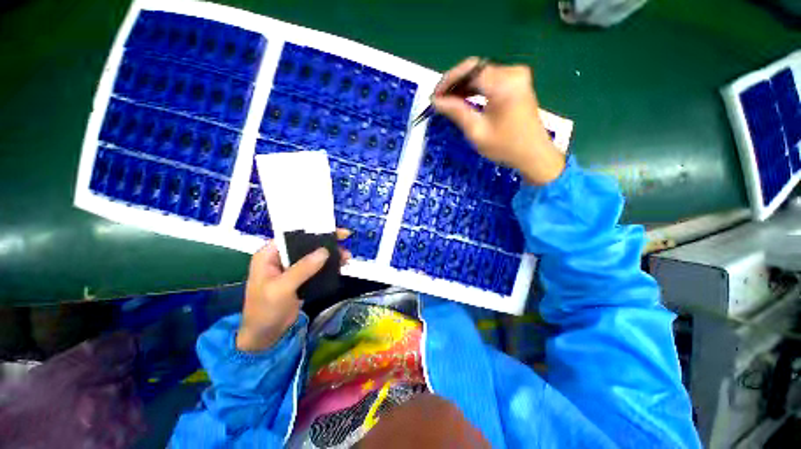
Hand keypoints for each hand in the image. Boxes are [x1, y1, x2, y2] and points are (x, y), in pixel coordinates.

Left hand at [236, 232, 349, 351]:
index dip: (314, 230)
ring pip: (314, 256)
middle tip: (346, 241)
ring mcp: (291, 269)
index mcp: (269, 255)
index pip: (293, 236)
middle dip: (327, 243)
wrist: (264, 337)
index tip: (335, 230)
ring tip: (347, 257)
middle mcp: (281, 258)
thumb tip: (325, 251)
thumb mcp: (281, 288)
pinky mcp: (300, 279)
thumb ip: (302, 269)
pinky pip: (317, 268)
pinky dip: (329, 266)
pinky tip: (340, 266)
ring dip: (330, 255)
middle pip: (306, 244)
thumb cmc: (265, 310)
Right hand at [432, 57, 565, 184]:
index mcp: (504, 83)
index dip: (448, 81)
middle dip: (454, 83)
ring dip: (462, 85)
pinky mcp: (516, 82)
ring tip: (447, 101)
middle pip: (475, 68)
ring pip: (481, 73)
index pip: (469, 71)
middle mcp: (512, 72)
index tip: (434, 97)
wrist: (533, 154)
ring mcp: (516, 76)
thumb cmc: (505, 147)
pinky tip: (463, 98)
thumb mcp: (476, 131)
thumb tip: (435, 101)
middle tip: (439, 100)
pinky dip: (474, 88)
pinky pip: (489, 79)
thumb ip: (456, 112)